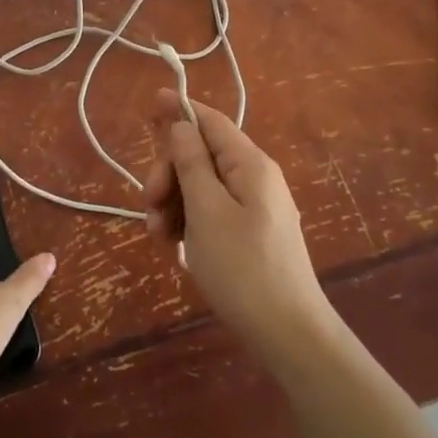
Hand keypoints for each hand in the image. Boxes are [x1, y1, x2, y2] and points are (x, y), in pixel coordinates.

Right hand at [142, 90, 331, 354]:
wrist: (288, 334)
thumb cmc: (242, 267)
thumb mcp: (206, 211)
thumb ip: (191, 162)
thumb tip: (181, 124)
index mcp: (249, 164)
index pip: (211, 121)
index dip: (180, 110)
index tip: (149, 104)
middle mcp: (255, 177)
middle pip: (201, 155)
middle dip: (169, 172)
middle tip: (149, 204)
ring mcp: (255, 206)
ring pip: (202, 186)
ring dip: (174, 202)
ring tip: (158, 236)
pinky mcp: (251, 232)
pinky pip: (212, 211)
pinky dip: (189, 221)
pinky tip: (175, 246)